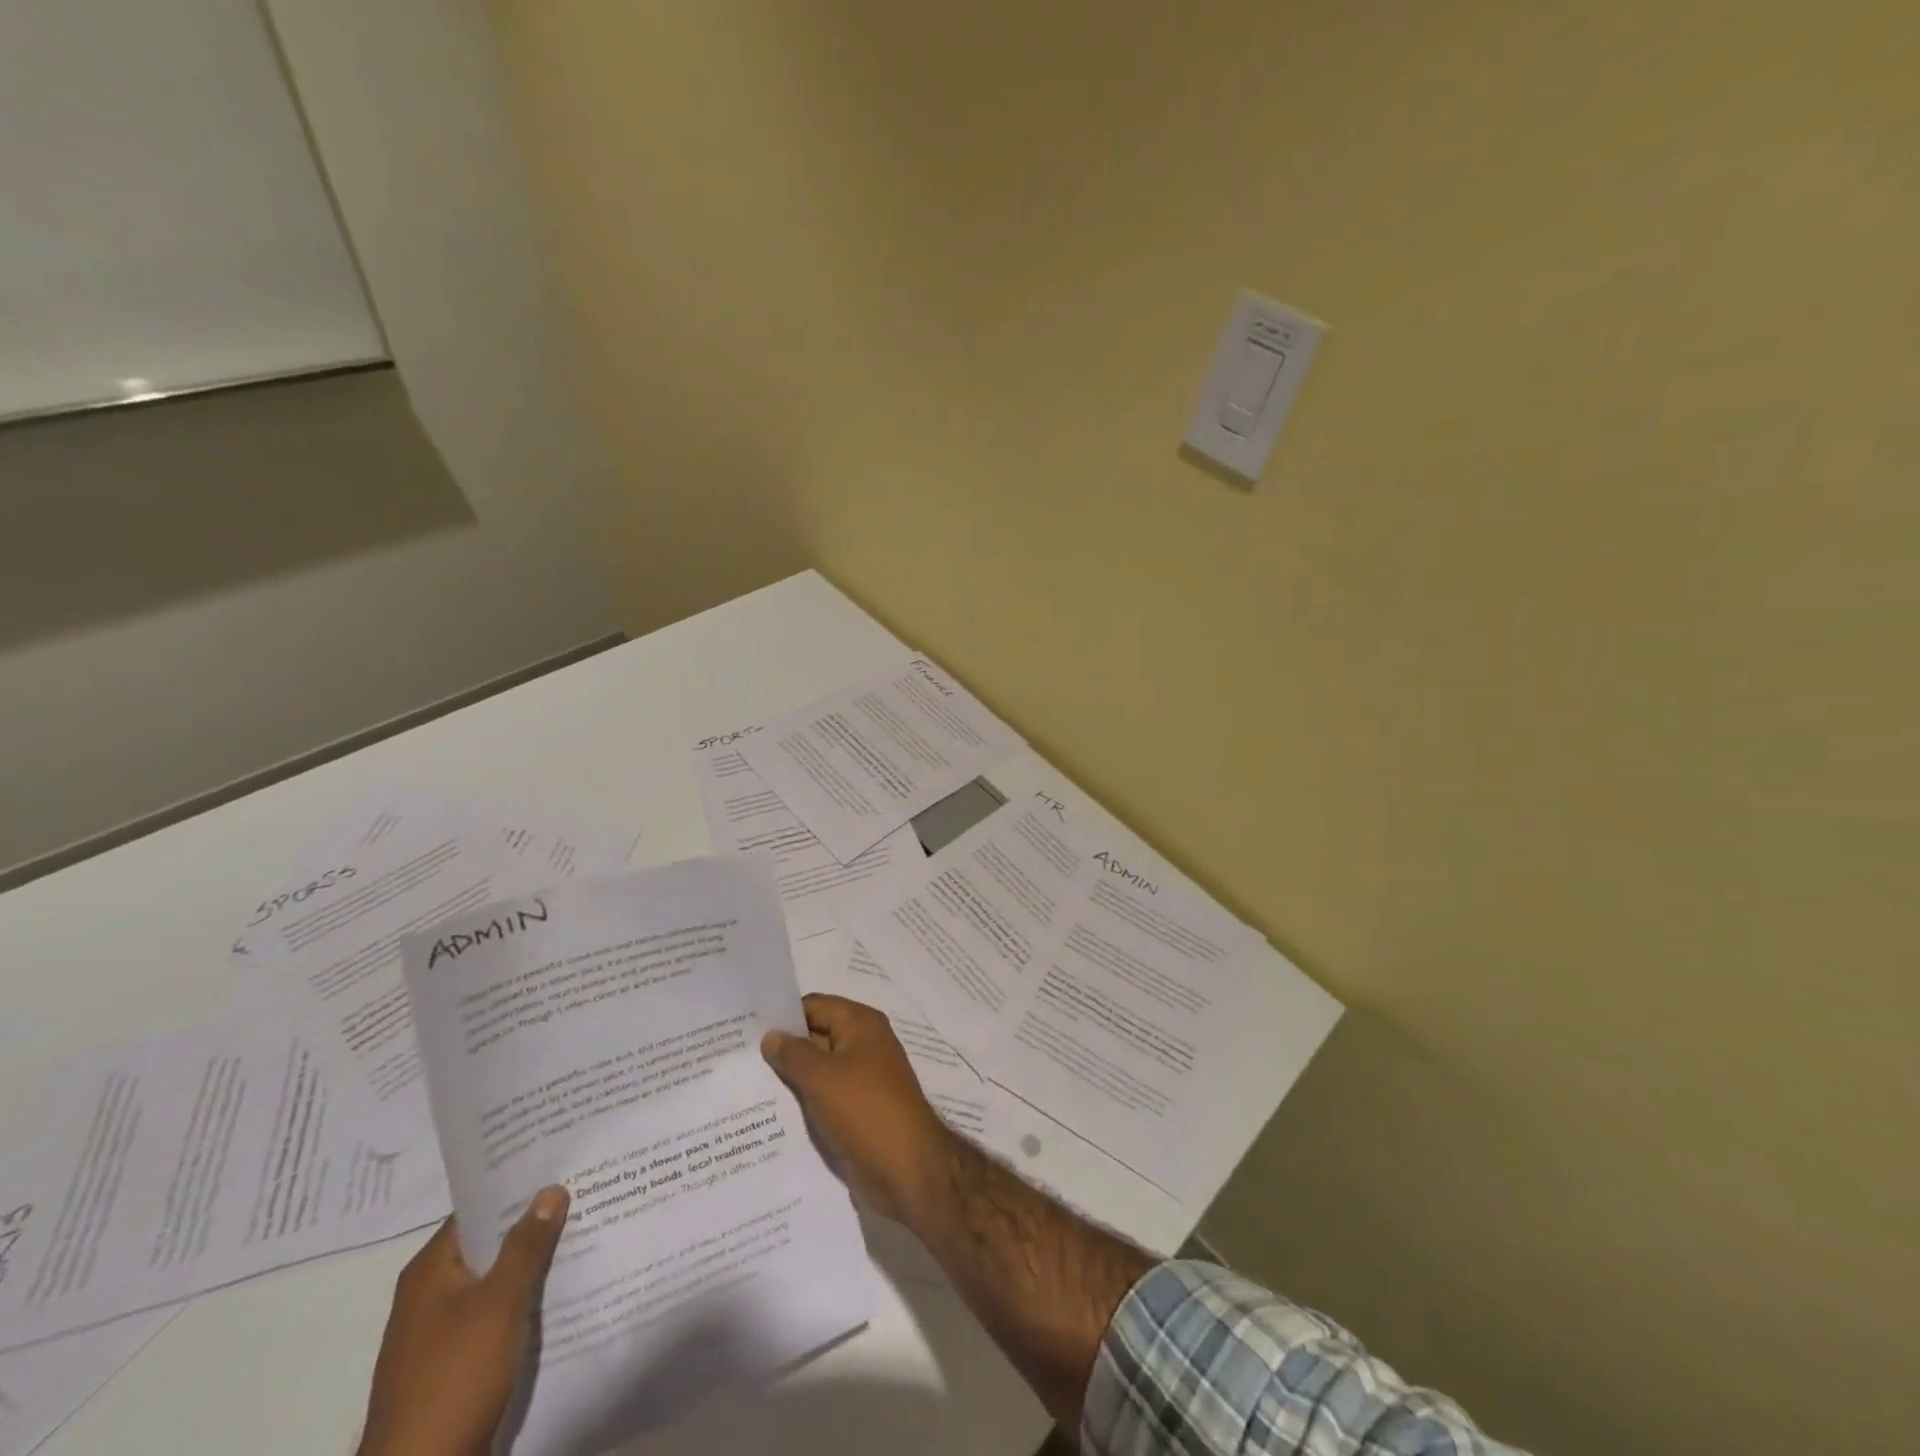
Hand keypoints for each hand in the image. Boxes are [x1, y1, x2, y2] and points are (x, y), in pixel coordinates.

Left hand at [357, 1186, 569, 1455]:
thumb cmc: (454, 1379)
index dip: (517, 1186)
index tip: (560, 1164)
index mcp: (430, 1272)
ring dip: (533, 1261)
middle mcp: (431, 1295)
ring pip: (497, 1279)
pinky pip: (498, 1312)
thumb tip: (550, 1188)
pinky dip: (526, 1297)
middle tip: (584, 1191)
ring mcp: (442, 1332)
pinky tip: (563, 1288)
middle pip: (489, 1243)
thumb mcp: (498, 1304)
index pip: (478, 1209)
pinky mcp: (458, 1362)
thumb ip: (526, 1245)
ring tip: (584, 1231)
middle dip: (533, 1222)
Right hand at [761, 994, 956, 1226]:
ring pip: (817, 1069)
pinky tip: (767, 1113)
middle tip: (735, 1058)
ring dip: (789, 1077)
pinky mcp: (856, 1109)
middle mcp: (862, 1044)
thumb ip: (793, 1054)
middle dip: (781, 1047)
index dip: (782, 1015)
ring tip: (742, 1085)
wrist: (907, 1168)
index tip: (743, 1028)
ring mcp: (861, 1078)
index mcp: (861, 1024)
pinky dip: (801, 1100)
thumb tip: (771, 1035)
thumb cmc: (866, 1111)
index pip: (814, 1006)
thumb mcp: (823, 1078)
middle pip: (815, 1036)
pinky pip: (823, 1095)